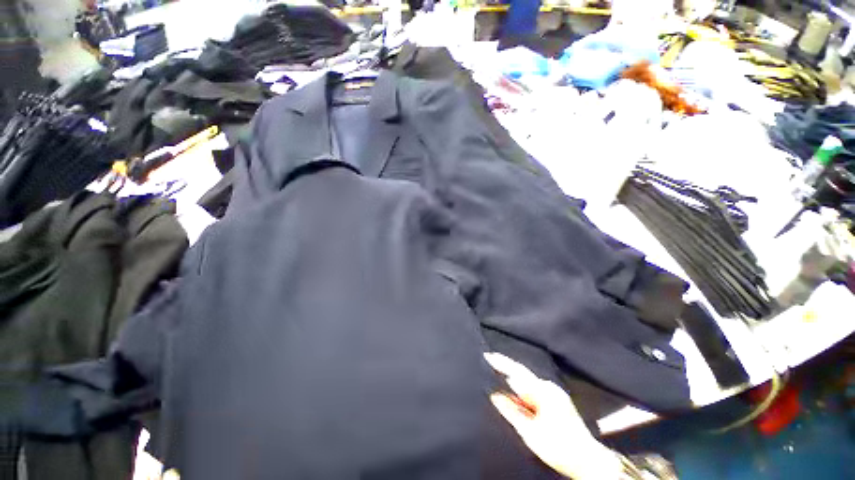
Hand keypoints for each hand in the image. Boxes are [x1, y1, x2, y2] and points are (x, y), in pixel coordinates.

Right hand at [484, 353, 622, 478]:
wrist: (587, 460)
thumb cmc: (560, 449)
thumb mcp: (530, 433)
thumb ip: (511, 412)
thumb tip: (495, 395)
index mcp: (544, 393)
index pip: (517, 373)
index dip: (501, 363)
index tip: (487, 355)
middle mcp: (549, 388)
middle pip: (522, 374)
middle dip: (505, 367)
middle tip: (488, 360)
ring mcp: (554, 393)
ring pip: (527, 382)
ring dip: (513, 379)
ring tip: (497, 374)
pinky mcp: (555, 399)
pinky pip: (533, 389)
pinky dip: (521, 389)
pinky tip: (513, 391)